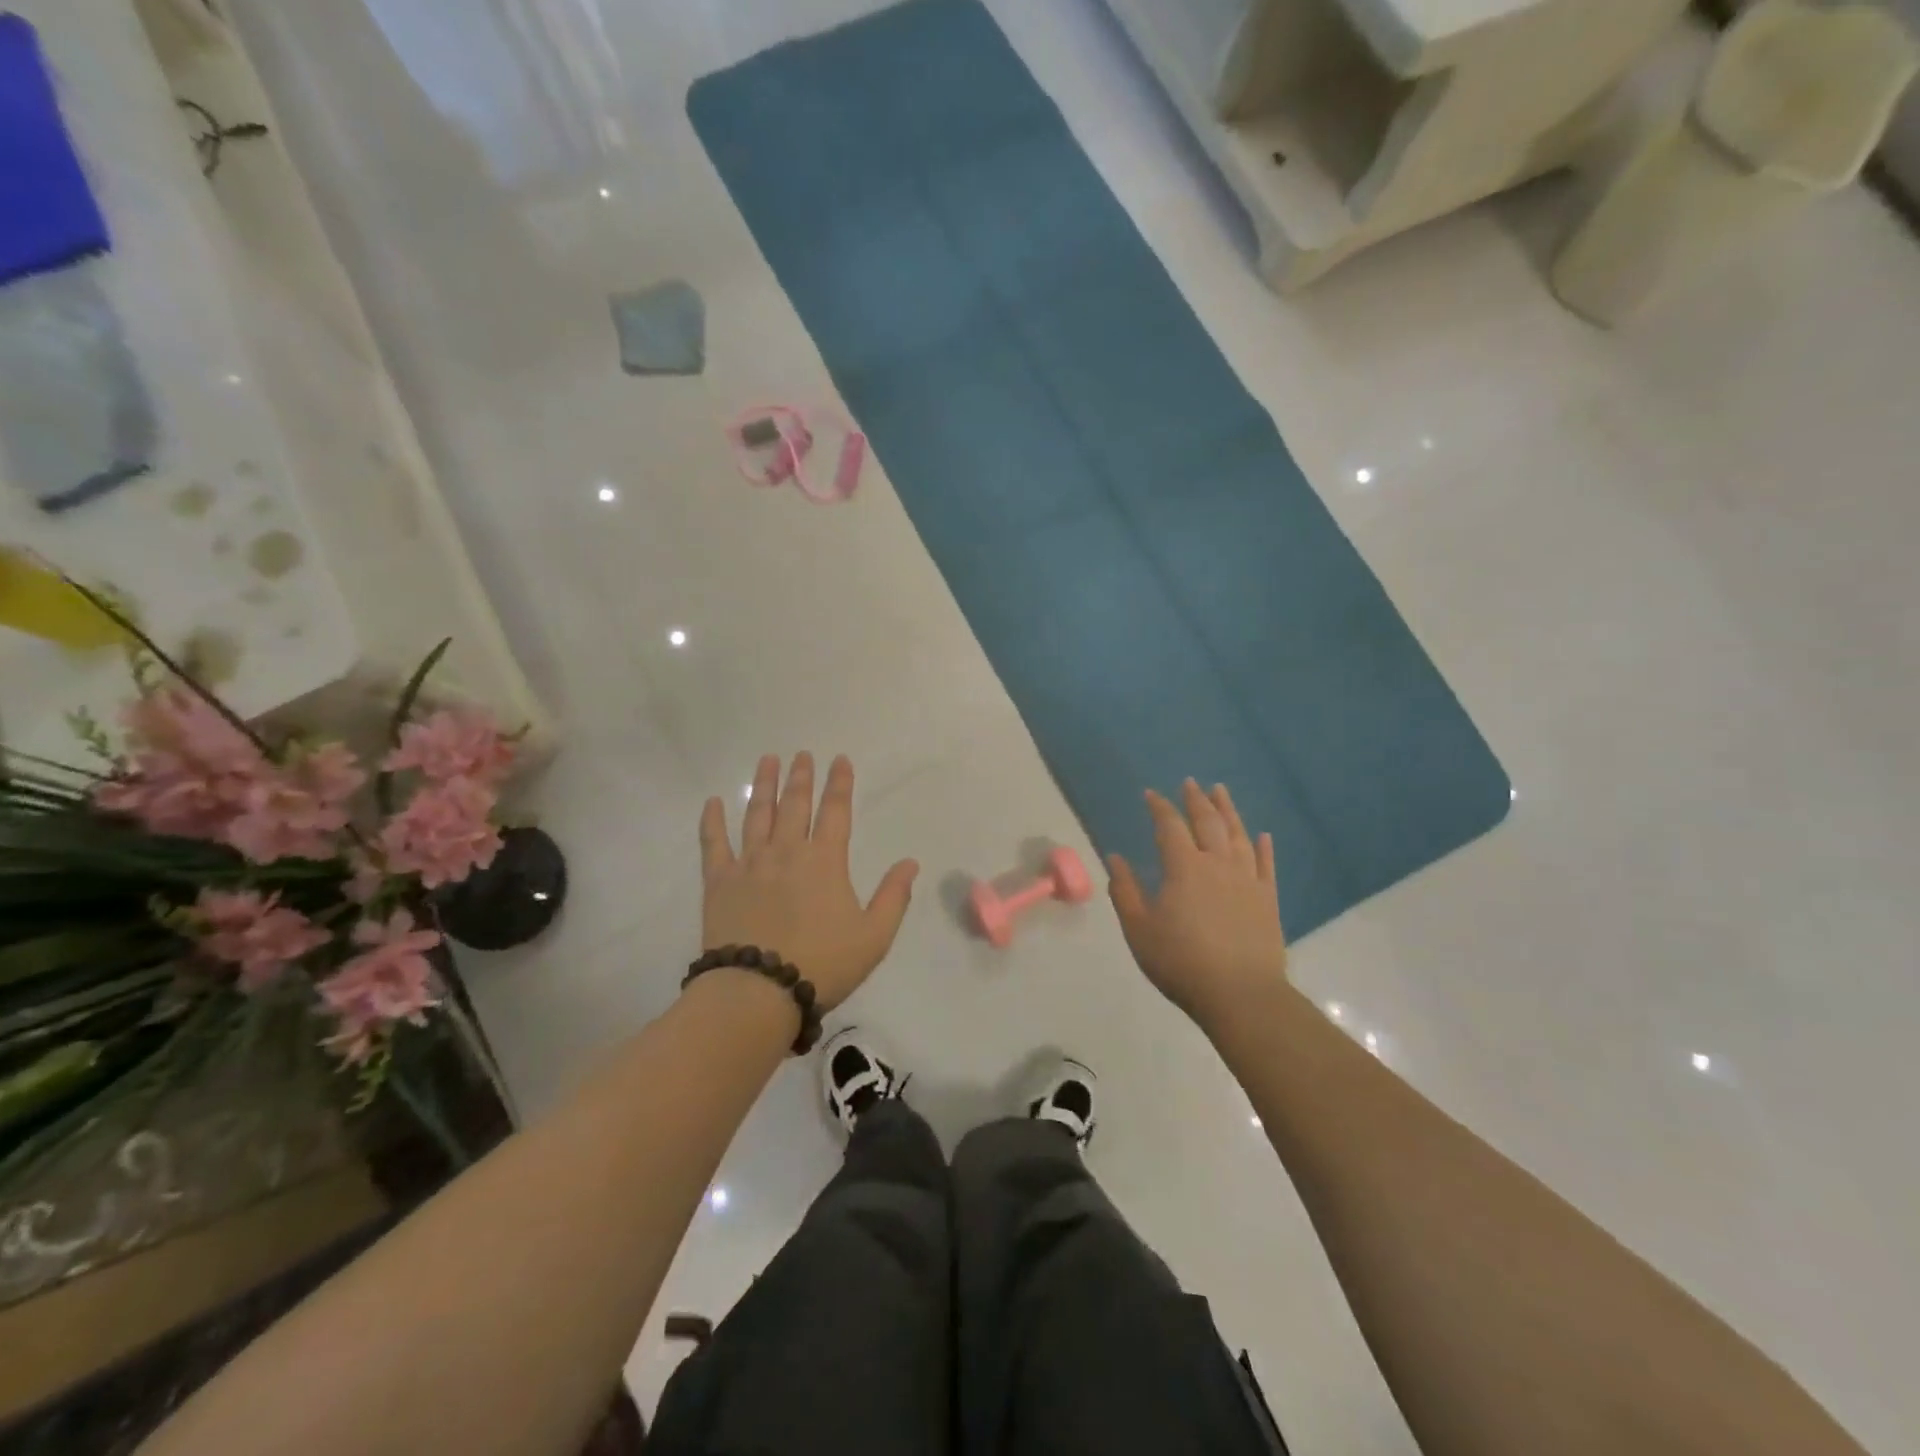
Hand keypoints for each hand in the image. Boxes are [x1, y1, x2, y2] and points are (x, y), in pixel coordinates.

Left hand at [698, 752, 918, 1012]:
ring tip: (767, 760)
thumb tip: (910, 863)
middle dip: (801, 776)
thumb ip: (893, 896)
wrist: (759, 991)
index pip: (836, 811)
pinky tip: (712, 802)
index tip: (840, 759)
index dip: (839, 783)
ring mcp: (750, 863)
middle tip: (802, 754)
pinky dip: (712, 821)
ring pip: (758, 814)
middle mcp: (787, 852)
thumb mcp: (874, 936)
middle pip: (795, 804)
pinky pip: (714, 844)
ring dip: (765, 785)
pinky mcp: (719, 882)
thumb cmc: (823, 964)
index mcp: (825, 861)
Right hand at [1107, 780, 1288, 1029]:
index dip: (1159, 807)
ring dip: (1228, 811)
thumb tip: (1115, 858)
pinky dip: (1263, 847)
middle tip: (1190, 783)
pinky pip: (1266, 864)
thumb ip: (1125, 891)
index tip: (1151, 794)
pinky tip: (1262, 836)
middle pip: (1207, 822)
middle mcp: (1217, 864)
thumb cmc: (1181, 962)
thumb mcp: (1139, 930)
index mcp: (1183, 868)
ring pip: (1238, 836)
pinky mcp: (1268, 900)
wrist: (1240, 994)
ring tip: (1221, 792)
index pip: (1169, 826)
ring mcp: (1247, 880)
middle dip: (1196, 800)